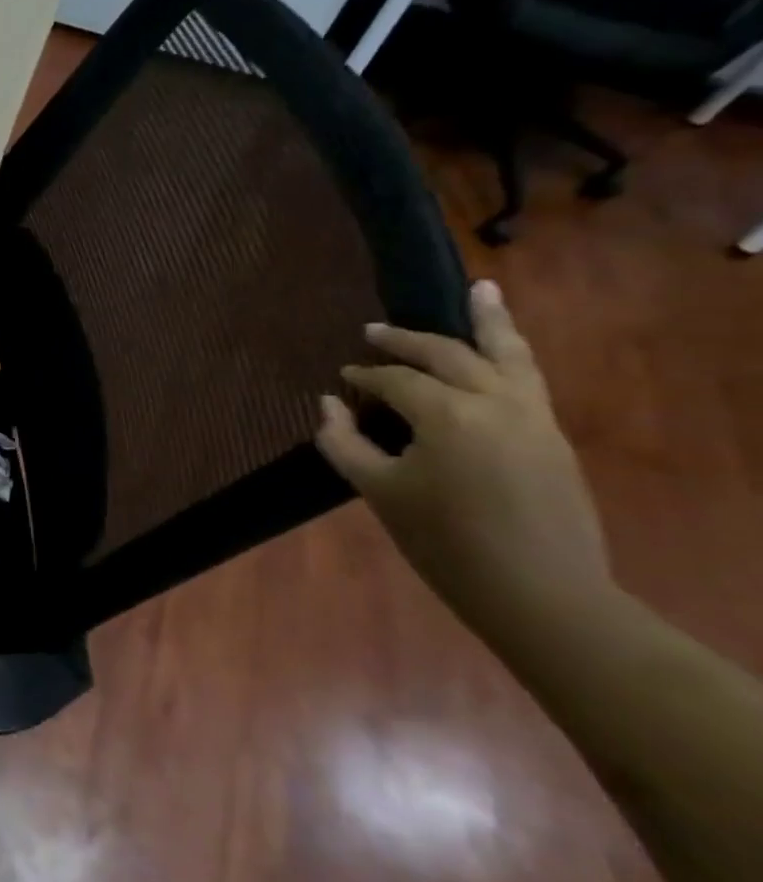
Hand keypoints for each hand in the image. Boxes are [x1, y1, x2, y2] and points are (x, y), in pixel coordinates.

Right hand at [314, 280, 612, 627]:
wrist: (539, 593)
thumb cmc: (444, 542)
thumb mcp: (378, 491)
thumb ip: (343, 442)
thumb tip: (327, 403)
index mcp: (448, 415)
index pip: (396, 381)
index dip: (364, 376)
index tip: (341, 377)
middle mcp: (496, 402)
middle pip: (449, 355)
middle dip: (408, 340)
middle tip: (374, 330)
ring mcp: (534, 416)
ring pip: (508, 355)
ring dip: (489, 321)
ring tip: (481, 289)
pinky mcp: (553, 435)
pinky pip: (529, 378)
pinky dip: (512, 352)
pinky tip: (500, 346)